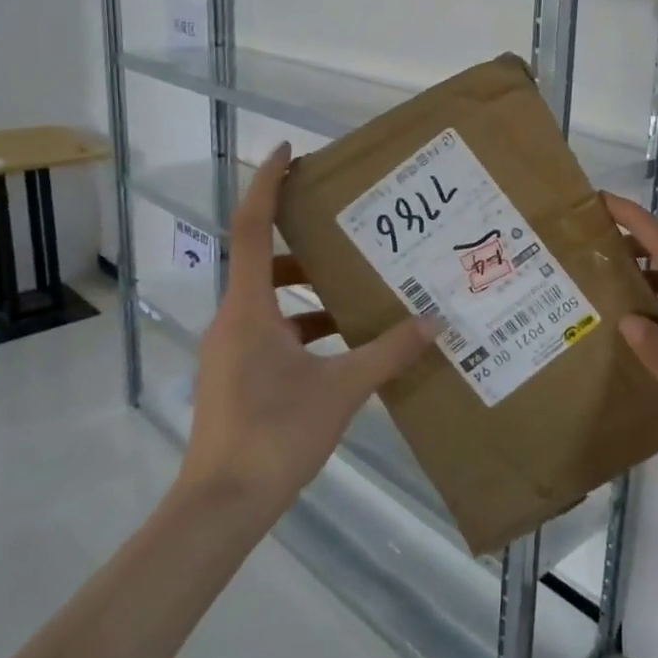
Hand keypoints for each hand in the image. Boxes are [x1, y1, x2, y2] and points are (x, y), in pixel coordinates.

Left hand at [178, 144, 439, 519]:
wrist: (221, 506)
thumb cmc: (274, 435)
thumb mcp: (341, 390)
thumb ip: (389, 352)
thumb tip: (436, 322)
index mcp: (249, 308)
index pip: (251, 227)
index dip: (268, 184)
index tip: (289, 151)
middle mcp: (233, 319)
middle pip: (264, 261)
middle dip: (305, 243)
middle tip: (350, 229)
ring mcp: (230, 349)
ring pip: (269, 300)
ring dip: (309, 291)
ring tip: (357, 288)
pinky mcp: (235, 374)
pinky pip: (271, 331)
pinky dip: (304, 325)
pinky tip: (343, 343)